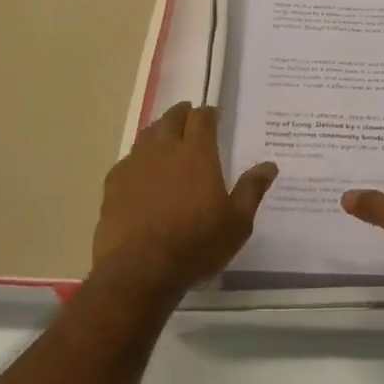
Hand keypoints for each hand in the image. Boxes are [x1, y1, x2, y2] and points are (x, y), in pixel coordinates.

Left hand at [93, 102, 277, 299]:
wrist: (140, 270)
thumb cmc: (196, 244)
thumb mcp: (237, 223)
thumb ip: (252, 190)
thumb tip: (270, 166)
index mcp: (197, 153)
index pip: (202, 118)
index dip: (209, 113)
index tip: (215, 116)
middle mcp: (165, 150)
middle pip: (172, 118)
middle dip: (183, 113)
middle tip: (190, 117)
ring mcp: (135, 165)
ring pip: (147, 135)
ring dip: (159, 130)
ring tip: (165, 136)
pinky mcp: (114, 184)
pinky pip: (127, 160)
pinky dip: (138, 158)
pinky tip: (140, 170)